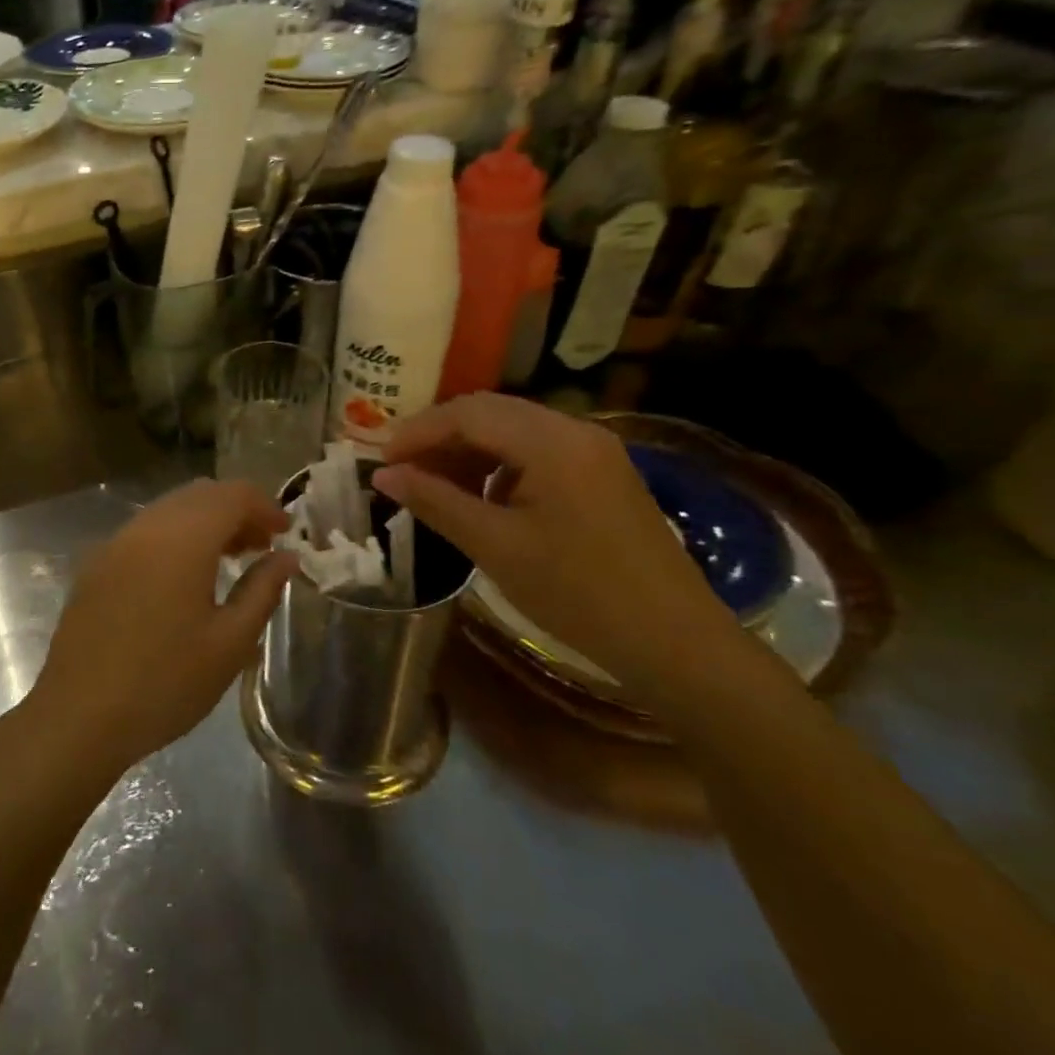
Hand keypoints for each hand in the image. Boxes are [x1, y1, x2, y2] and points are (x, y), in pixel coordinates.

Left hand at [19, 480, 295, 780]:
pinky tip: (183, 578)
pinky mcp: (95, 564)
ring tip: (228, 560)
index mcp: (182, 538)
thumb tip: (286, 556)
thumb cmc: (165, 682)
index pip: (232, 494)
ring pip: (169, 509)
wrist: (79, 715)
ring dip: (204, 522)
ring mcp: (114, 543)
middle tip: (262, 547)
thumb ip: (262, 590)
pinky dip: (174, 536)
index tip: (286, 534)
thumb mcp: (229, 643)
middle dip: (236, 510)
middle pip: (200, 494)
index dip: (265, 506)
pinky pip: (144, 531)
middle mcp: (146, 526)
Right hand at [370, 394, 737, 693]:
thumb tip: (383, 474)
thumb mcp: (495, 546)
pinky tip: (480, 498)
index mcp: (552, 443)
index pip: (468, 413)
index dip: (417, 432)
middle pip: (490, 412)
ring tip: (433, 486)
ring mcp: (594, 451)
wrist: (675, 642)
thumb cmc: (578, 593)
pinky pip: (536, 451)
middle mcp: (576, 431)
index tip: (380, 460)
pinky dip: (497, 465)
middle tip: (400, 469)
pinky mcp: (601, 474)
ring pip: (512, 430)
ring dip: (467, 450)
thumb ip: (435, 501)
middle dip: (439, 436)